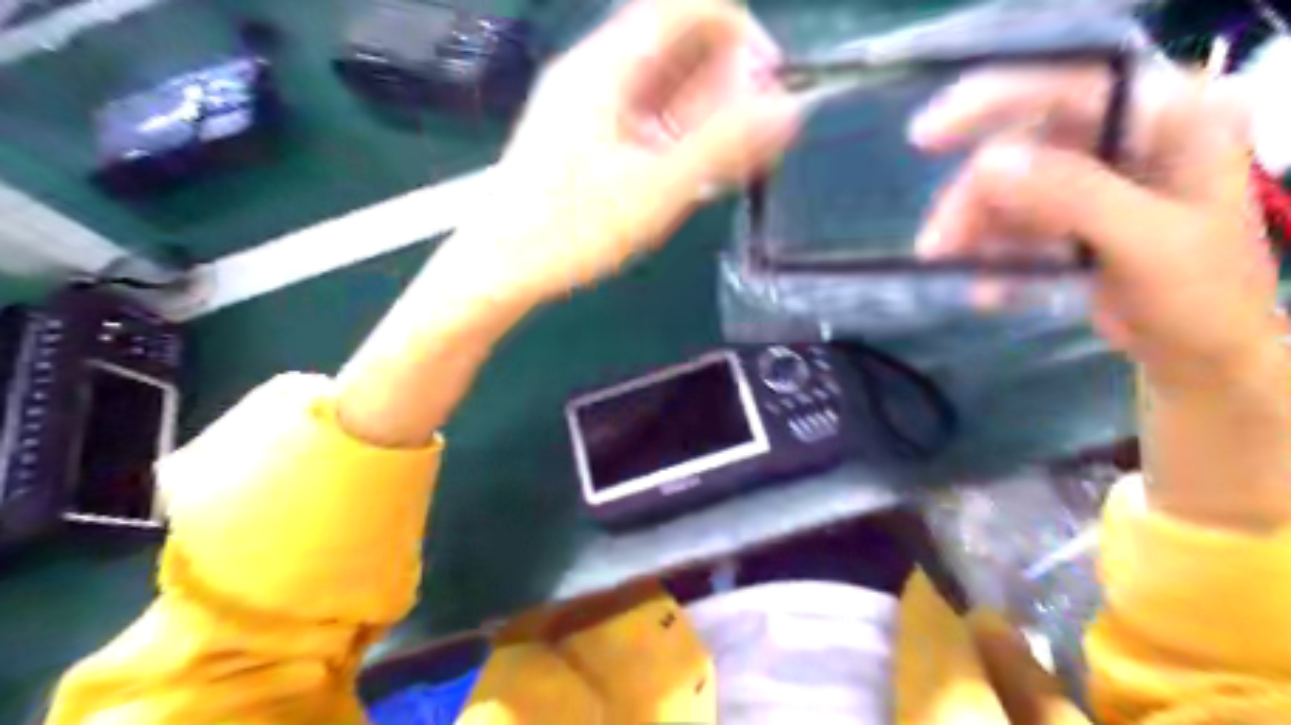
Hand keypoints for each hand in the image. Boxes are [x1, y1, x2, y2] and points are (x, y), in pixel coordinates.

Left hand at [451, 0, 802, 305]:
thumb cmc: (573, 228)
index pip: (690, 6)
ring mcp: (586, 100)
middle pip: (676, 41)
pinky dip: (675, 130)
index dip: (740, 33)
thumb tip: (786, 105)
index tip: (768, 87)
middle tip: (749, 138)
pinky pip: (641, 111)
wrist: (500, 264)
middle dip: (725, 78)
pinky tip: (686, 170)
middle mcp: (595, 68)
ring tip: (723, 162)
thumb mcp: (657, 188)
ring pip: (660, 80)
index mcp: (609, 65)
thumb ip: (722, 145)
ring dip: (703, 109)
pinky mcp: (583, 132)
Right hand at [907, 62, 1278, 390]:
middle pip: (1024, 146)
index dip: (994, 99)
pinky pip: (1013, 223)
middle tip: (934, 245)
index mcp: (1169, 118)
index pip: (1071, 83)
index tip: (926, 138)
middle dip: (973, 197)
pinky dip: (991, 254)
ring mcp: (1094, 179)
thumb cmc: (1200, 297)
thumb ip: (1073, 197)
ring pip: (1008, 189)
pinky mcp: (1070, 217)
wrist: (1202, 354)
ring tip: (948, 271)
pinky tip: (989, 290)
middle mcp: (1126, 137)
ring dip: (973, 231)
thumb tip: (986, 163)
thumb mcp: (1146, 244)